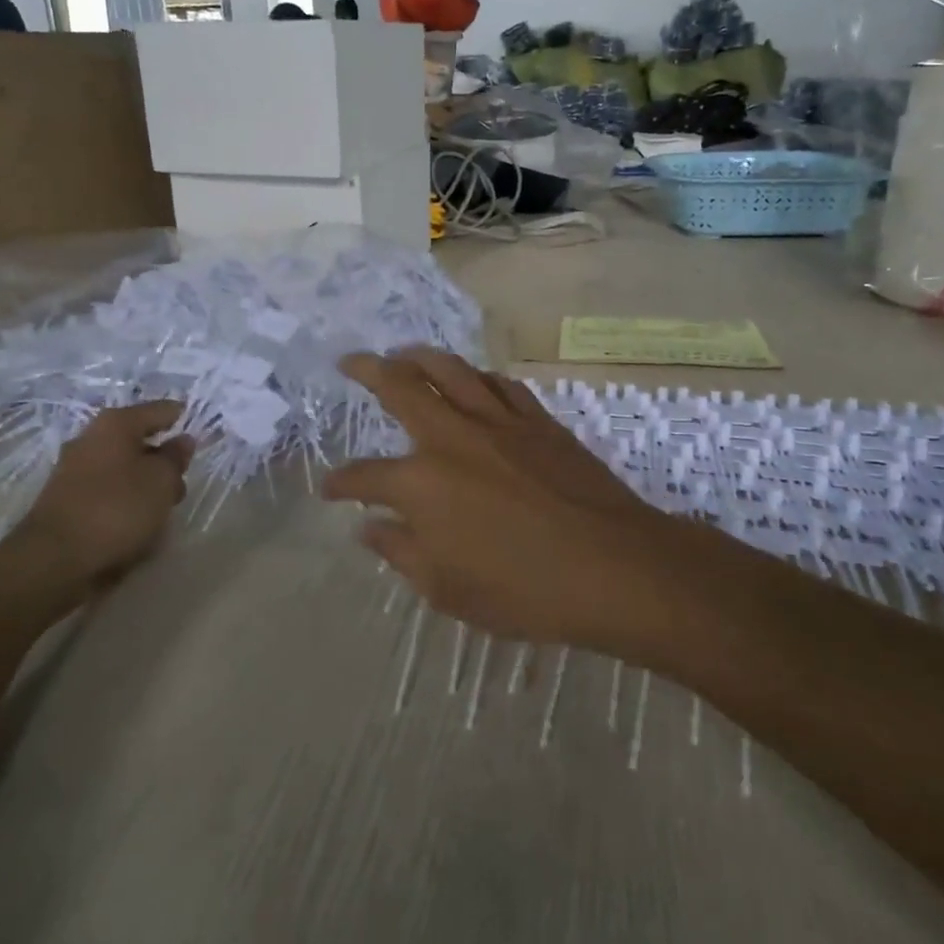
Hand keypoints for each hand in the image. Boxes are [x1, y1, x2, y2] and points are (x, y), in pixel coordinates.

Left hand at [9, 401, 193, 600]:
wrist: (55, 560)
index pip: (160, 410)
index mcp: (116, 424)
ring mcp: (75, 471)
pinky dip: (126, 504)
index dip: (183, 421)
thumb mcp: (162, 480)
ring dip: (146, 486)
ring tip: (162, 513)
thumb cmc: (117, 508)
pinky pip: (109, 493)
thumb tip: (182, 441)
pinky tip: (137, 525)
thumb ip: (176, 458)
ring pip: (124, 470)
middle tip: (181, 484)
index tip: (202, 437)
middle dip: (164, 461)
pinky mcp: (67, 502)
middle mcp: (91, 439)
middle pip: (140, 441)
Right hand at [322, 349, 710, 658]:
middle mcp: (452, 439)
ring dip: (420, 357)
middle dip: (367, 370)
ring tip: (403, 353)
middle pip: (401, 387)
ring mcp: (498, 422)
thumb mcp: (447, 590)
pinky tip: (473, 380)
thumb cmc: (524, 590)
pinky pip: (500, 384)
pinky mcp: (538, 421)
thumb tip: (369, 528)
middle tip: (350, 362)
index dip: (341, 482)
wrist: (613, 566)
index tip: (330, 488)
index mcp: (421, 484)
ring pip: (451, 370)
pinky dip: (477, 377)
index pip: (365, 477)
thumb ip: (401, 553)